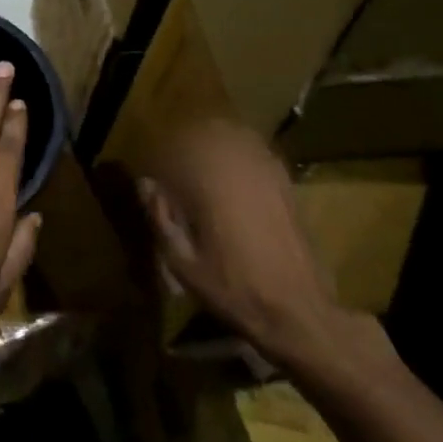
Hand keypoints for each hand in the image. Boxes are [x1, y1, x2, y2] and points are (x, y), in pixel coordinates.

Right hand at [137, 116, 355, 364]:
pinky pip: (257, 151)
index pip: (177, 148)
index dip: (163, 157)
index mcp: (210, 181)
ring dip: (217, 142)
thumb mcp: (183, 263)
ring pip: (236, 135)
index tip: (156, 176)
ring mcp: (267, 170)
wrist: (297, 310)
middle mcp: (239, 165)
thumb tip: (145, 183)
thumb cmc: (234, 288)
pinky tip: (235, 175)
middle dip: (190, 141)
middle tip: (179, 166)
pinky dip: (241, 153)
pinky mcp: (285, 182)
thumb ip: (161, 219)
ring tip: (205, 163)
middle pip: (209, 131)